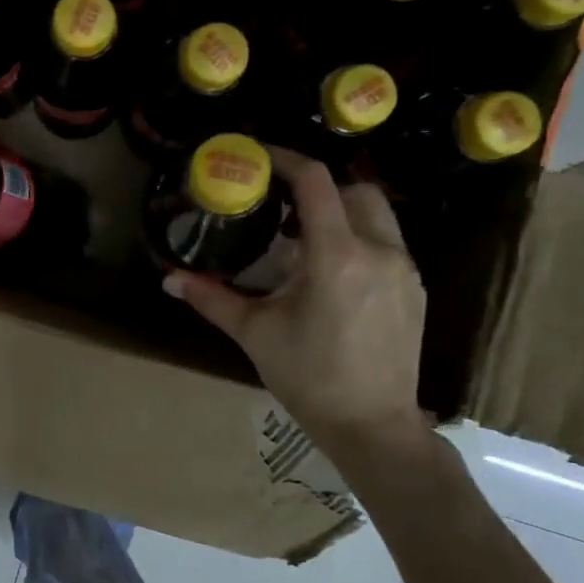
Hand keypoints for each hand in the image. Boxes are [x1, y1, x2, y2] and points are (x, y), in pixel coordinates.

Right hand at [166, 149, 430, 460]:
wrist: (373, 425)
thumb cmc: (309, 377)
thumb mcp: (255, 333)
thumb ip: (212, 298)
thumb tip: (169, 279)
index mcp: (337, 257)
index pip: (316, 182)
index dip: (286, 159)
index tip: (259, 157)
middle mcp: (379, 252)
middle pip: (353, 188)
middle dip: (317, 186)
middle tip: (281, 204)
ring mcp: (404, 270)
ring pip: (376, 214)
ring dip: (340, 211)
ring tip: (303, 238)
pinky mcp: (414, 289)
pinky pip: (387, 242)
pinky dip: (357, 238)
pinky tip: (331, 272)